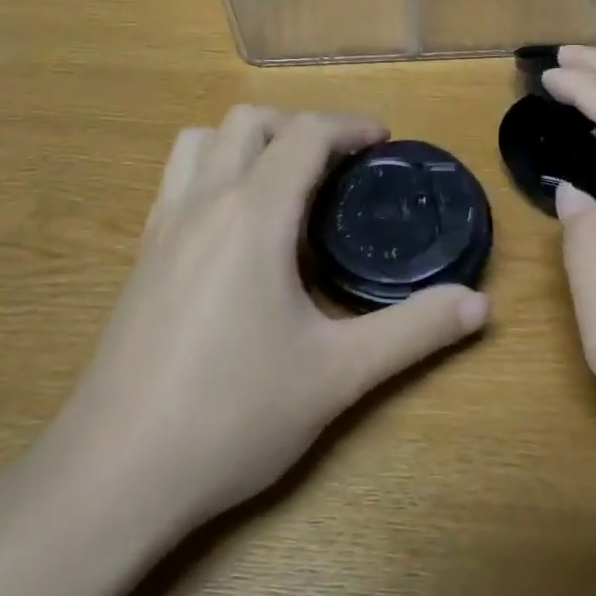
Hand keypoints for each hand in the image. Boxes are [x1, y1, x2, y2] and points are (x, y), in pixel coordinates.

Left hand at [42, 107, 490, 535]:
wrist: (115, 474)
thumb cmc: (232, 415)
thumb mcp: (338, 375)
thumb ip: (413, 331)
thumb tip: (480, 305)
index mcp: (254, 214)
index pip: (305, 134)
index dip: (350, 125)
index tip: (384, 141)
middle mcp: (203, 202)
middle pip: (248, 121)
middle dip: (300, 126)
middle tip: (340, 166)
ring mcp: (163, 227)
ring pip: (200, 141)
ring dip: (247, 141)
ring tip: (284, 183)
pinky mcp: (142, 257)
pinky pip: (178, 180)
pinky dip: (214, 171)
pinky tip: (237, 230)